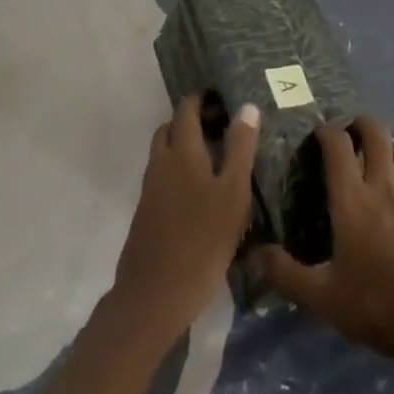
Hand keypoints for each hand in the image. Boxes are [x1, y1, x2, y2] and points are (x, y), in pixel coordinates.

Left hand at [110, 95, 260, 347]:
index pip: (186, 110)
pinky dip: (177, 172)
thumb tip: (247, 107)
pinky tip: (198, 194)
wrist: (154, 296)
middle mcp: (160, 163)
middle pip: (170, 129)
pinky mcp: (146, 215)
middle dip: (189, 121)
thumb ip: (240, 148)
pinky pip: (161, 179)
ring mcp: (149, 190)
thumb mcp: (233, 194)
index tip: (221, 98)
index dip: (201, 99)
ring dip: (182, 147)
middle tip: (219, 127)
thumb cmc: (202, 240)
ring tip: (213, 160)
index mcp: (182, 151)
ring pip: (164, 154)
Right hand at [253, 116, 393, 386]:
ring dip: (387, 147)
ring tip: (377, 159)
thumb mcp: (322, 298)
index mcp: (352, 198)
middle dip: (361, 124)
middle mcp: (384, 186)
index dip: (326, 131)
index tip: (318, 133)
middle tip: (350, 134)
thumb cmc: (377, 305)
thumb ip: (286, 274)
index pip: (338, 144)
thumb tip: (255, 254)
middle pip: (376, 132)